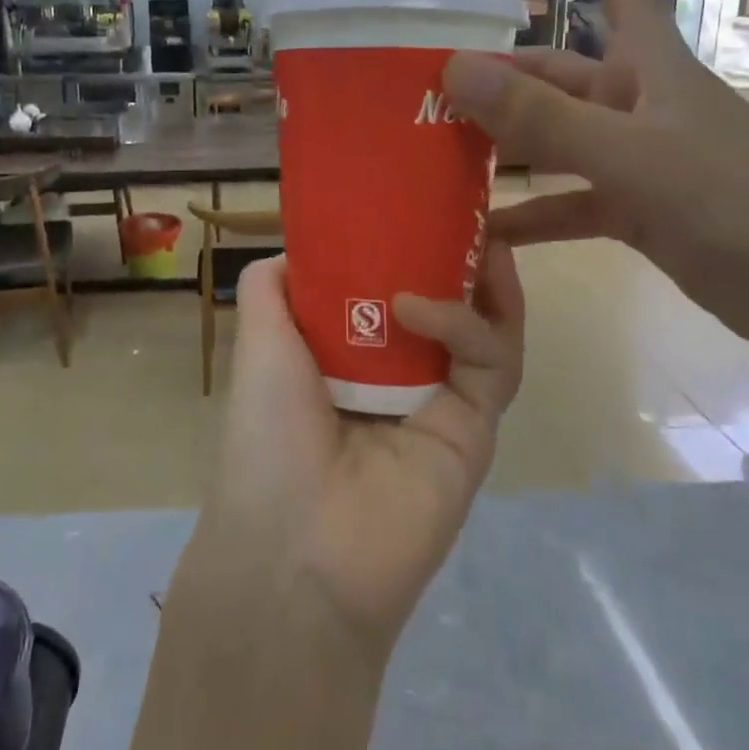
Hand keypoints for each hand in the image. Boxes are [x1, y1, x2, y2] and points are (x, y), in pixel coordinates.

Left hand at [183, 248, 525, 657]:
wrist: (297, 548)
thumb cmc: (267, 435)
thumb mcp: (258, 345)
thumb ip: (272, 288)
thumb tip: (298, 247)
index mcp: (345, 354)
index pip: (385, 286)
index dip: (401, 245)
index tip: (411, 201)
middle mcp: (396, 372)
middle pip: (442, 300)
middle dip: (456, 255)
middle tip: (462, 208)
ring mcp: (439, 400)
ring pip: (480, 327)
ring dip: (481, 280)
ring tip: (476, 235)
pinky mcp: (475, 428)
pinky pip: (490, 362)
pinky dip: (466, 325)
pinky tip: (424, 304)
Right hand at [440, 0, 748, 374]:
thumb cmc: (743, 210)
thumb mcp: (633, 158)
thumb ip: (542, 118)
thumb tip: (454, 67)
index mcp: (653, 69)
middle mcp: (642, 105)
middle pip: (559, 74)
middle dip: (500, 77)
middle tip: (430, 94)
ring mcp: (640, 161)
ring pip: (557, 140)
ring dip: (506, 148)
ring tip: (439, 158)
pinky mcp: (641, 213)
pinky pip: (570, 203)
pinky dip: (531, 214)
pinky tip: (484, 231)